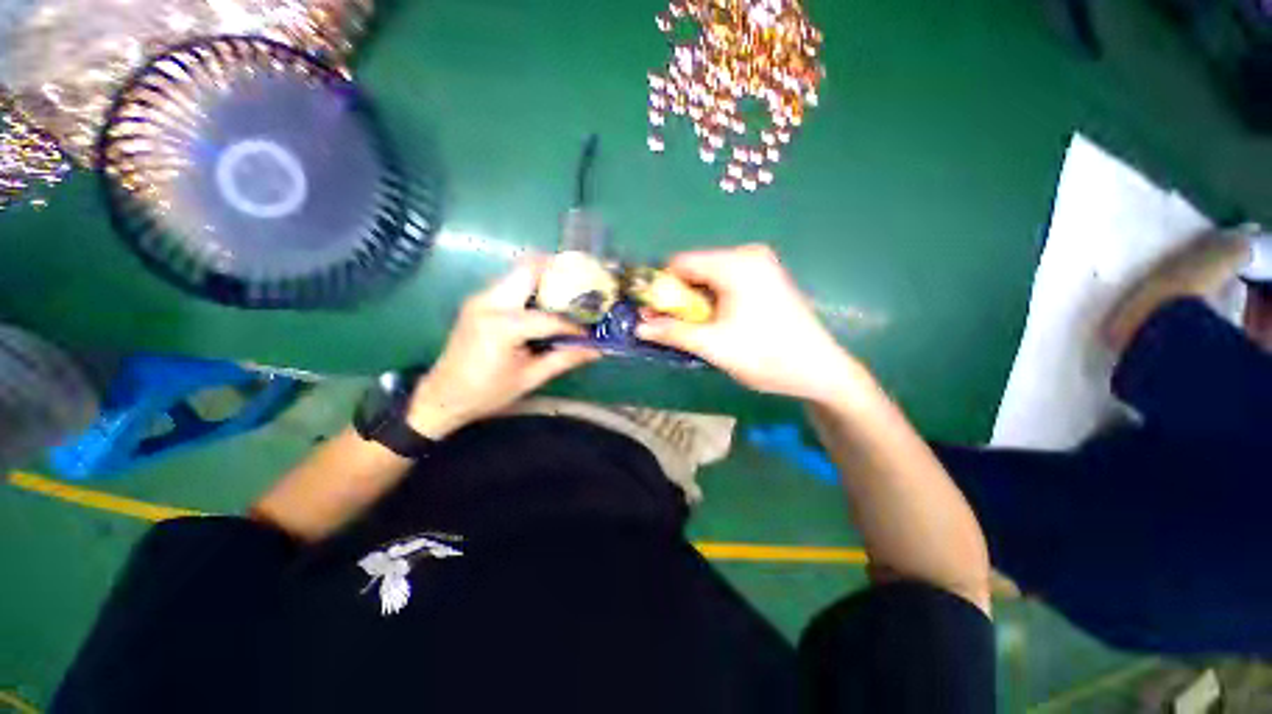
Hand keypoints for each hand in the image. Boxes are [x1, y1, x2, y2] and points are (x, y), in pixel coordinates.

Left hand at [407, 258, 599, 436]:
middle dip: (558, 272)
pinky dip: (531, 286)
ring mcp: (480, 298)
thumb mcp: (530, 378)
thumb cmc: (487, 392)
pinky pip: (510, 283)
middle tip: (581, 286)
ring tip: (568, 293)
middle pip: (528, 269)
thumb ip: (564, 359)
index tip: (589, 333)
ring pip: (518, 272)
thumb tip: (596, 351)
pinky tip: (545, 304)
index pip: (549, 318)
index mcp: (501, 327)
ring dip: (545, 277)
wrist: (441, 396)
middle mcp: (488, 302)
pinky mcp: (478, 301)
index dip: (573, 325)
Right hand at [637, 244, 865, 403]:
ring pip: (710, 277)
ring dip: (696, 301)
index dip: (661, 286)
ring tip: (695, 329)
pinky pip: (727, 282)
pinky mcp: (766, 278)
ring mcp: (761, 265)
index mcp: (735, 263)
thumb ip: (672, 332)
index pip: (680, 262)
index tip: (652, 312)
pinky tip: (716, 322)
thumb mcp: (712, 345)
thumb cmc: (765, 355)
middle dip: (679, 297)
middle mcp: (748, 255)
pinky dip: (713, 300)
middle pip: (695, 268)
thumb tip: (638, 328)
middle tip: (672, 326)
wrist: (819, 370)